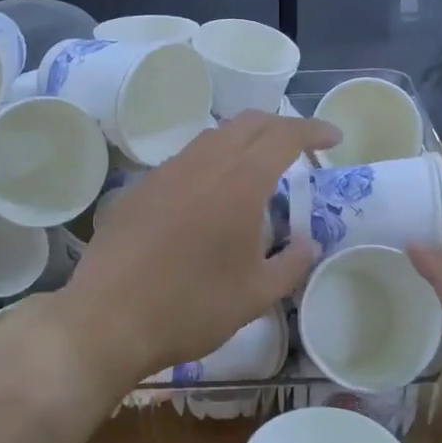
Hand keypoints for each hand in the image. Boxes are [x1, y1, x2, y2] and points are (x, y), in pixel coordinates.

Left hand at [55, 112, 335, 388]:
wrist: (107, 319)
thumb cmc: (191, 308)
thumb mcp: (256, 295)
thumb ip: (291, 263)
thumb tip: (308, 243)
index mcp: (239, 182)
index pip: (284, 136)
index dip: (313, 131)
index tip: (334, 138)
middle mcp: (202, 164)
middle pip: (247, 123)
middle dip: (280, 126)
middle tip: (300, 148)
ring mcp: (165, 172)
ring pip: (212, 138)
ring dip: (243, 142)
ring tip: (258, 171)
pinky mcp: (139, 189)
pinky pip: (185, 161)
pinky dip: (211, 163)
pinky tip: (210, 197)